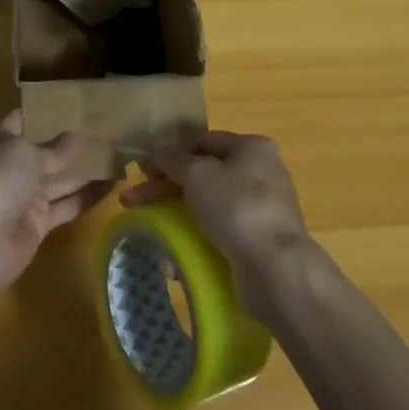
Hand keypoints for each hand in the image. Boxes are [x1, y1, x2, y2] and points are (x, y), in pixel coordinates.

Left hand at [0, 110, 113, 293]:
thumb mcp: (27, 155)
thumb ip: (55, 149)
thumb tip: (77, 137)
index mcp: (3, 142)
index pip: (25, 119)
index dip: (47, 111)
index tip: (76, 102)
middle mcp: (15, 167)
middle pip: (48, 151)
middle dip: (73, 143)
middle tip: (109, 129)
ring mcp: (27, 197)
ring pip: (62, 179)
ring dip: (87, 170)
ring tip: (119, 154)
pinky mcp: (39, 224)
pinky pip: (68, 206)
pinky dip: (88, 197)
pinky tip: (113, 185)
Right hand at [120, 130, 310, 316]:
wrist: (275, 268)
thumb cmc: (236, 207)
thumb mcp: (198, 174)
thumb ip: (174, 159)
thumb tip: (158, 146)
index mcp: (251, 147)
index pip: (202, 141)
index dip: (169, 154)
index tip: (142, 172)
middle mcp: (261, 172)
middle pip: (204, 173)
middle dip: (166, 187)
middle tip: (133, 201)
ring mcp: (262, 208)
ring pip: (210, 204)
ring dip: (179, 214)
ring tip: (152, 231)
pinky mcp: (259, 240)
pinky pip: (221, 231)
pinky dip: (197, 237)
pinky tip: (176, 254)